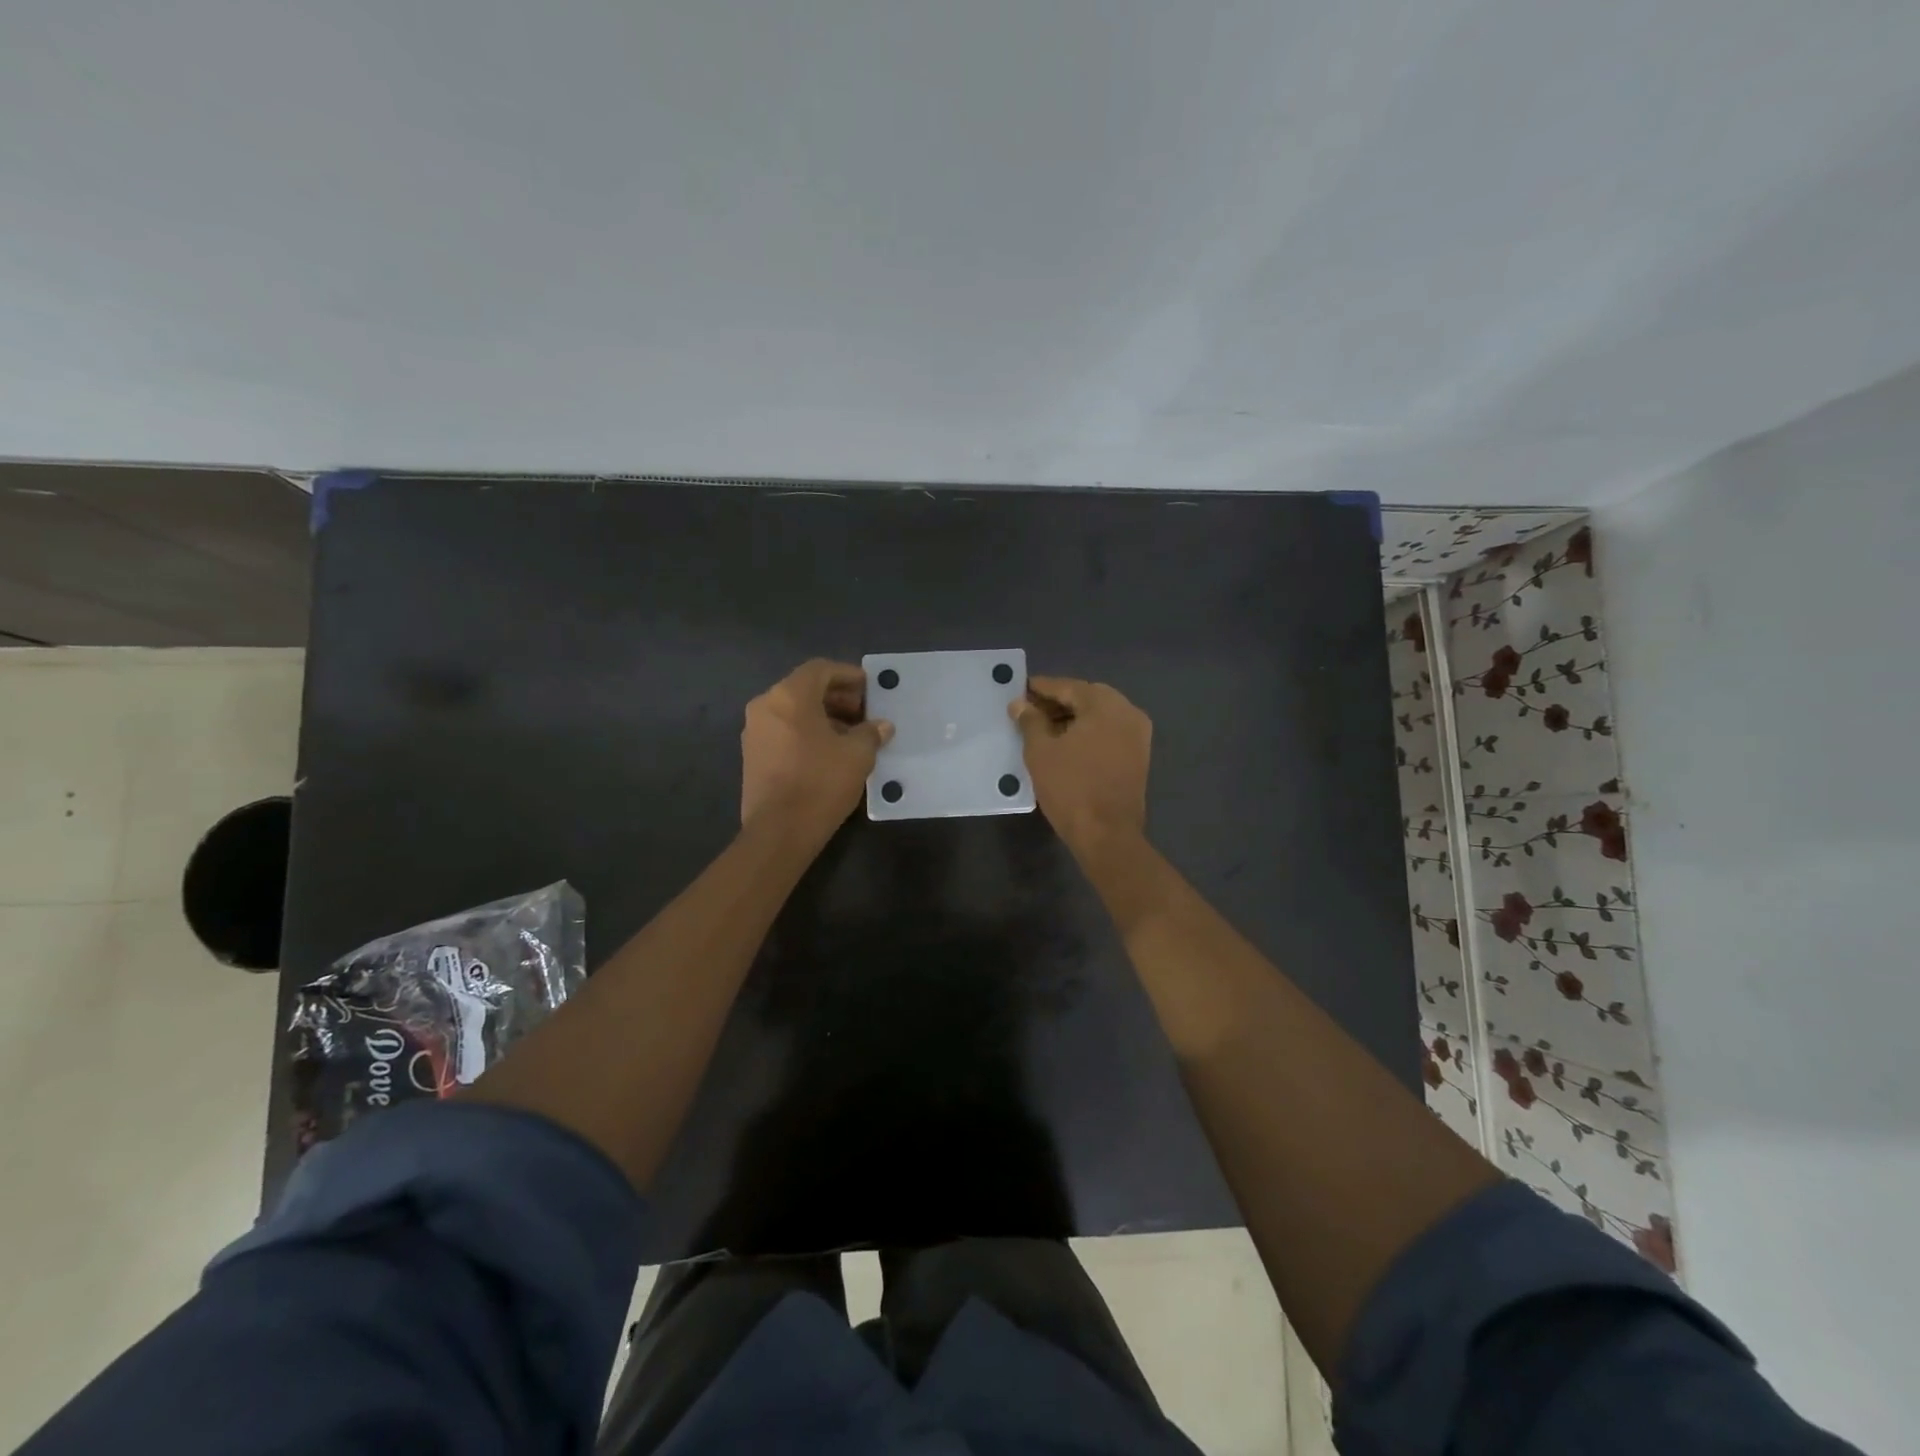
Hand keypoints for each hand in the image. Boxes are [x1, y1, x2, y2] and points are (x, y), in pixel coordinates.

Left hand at [741, 660, 892, 837]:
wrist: (779, 831)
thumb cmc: (821, 782)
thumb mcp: (858, 755)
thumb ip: (871, 733)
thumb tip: (881, 726)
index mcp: (789, 696)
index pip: (821, 669)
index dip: (848, 675)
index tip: (869, 688)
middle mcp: (766, 706)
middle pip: (805, 689)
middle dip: (837, 697)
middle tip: (864, 713)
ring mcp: (754, 732)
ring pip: (793, 711)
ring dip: (823, 717)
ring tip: (851, 735)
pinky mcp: (753, 756)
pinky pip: (784, 731)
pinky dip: (807, 733)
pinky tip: (830, 752)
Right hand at [1010, 675, 1151, 852]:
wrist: (1107, 834)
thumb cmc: (1070, 788)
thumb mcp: (1041, 751)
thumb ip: (1030, 721)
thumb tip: (1020, 704)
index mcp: (1105, 705)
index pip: (1068, 687)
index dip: (1042, 687)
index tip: (1021, 688)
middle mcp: (1128, 712)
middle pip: (1087, 697)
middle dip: (1058, 701)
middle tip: (1030, 709)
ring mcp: (1138, 734)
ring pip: (1100, 715)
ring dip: (1073, 717)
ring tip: (1043, 728)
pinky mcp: (1138, 755)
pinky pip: (1109, 732)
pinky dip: (1088, 731)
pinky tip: (1066, 743)